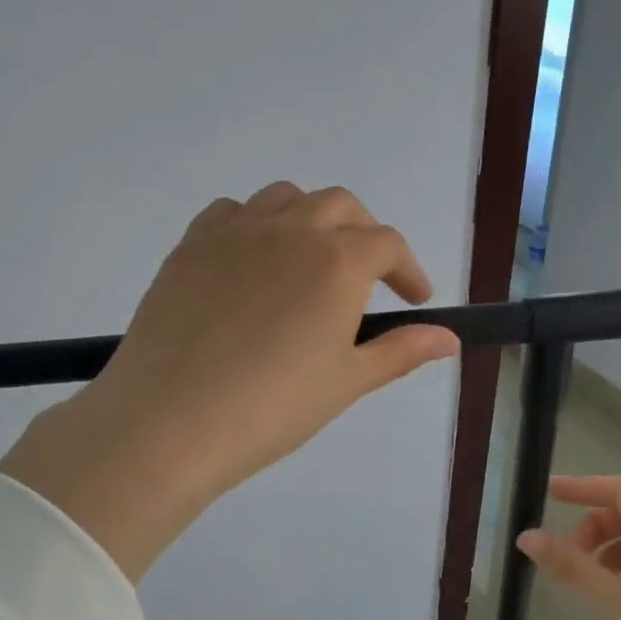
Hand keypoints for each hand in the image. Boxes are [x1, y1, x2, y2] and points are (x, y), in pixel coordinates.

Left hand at [0, 183, 459, 580]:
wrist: (171, 421)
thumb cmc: (272, 407)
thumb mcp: (347, 381)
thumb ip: (401, 350)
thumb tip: (449, 339)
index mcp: (337, 260)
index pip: (387, 244)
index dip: (408, 270)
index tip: (414, 300)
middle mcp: (289, 229)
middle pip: (340, 206)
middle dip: (363, 235)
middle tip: (365, 280)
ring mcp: (233, 232)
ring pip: (284, 199)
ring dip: (309, 220)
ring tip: (308, 264)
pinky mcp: (189, 246)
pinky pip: (230, 213)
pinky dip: (253, 225)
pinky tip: (251, 263)